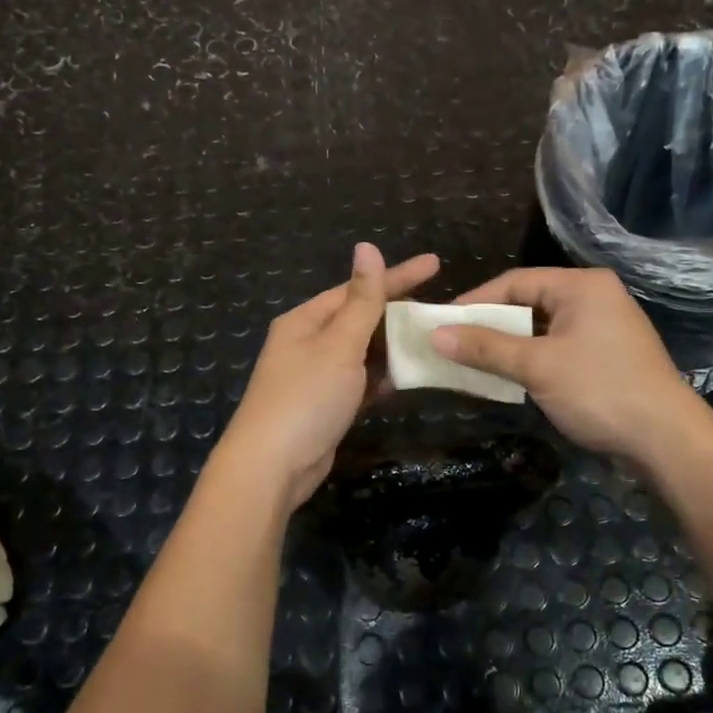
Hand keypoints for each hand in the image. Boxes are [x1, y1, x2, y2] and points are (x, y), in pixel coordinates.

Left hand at [217, 243, 441, 510]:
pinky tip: (405, 378)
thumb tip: (366, 246)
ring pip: (361, 352)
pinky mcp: (324, 406)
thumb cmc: (307, 397)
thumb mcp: (339, 344)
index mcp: (305, 319)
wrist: (272, 466)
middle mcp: (307, 342)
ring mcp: (315, 376)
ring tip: (431, 340)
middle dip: (396, 314)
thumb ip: (361, 300)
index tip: (436, 264)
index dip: (397, 276)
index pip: (358, 289)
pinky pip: (358, 381)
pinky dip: (380, 378)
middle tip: (439, 309)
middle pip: (359, 319)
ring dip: (391, 347)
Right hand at [434, 267, 712, 462]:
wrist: (666, 439)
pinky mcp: (606, 354)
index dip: (475, 302)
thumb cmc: (599, 390)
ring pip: (542, 327)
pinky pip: (558, 346)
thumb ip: (485, 348)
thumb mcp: (536, 366)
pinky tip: (509, 376)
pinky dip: (531, 358)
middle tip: (454, 344)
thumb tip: (436, 335)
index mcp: (581, 286)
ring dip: (509, 344)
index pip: (514, 281)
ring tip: (474, 362)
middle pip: (528, 302)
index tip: (442, 324)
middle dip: (490, 325)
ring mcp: (604, 326)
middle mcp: (594, 297)